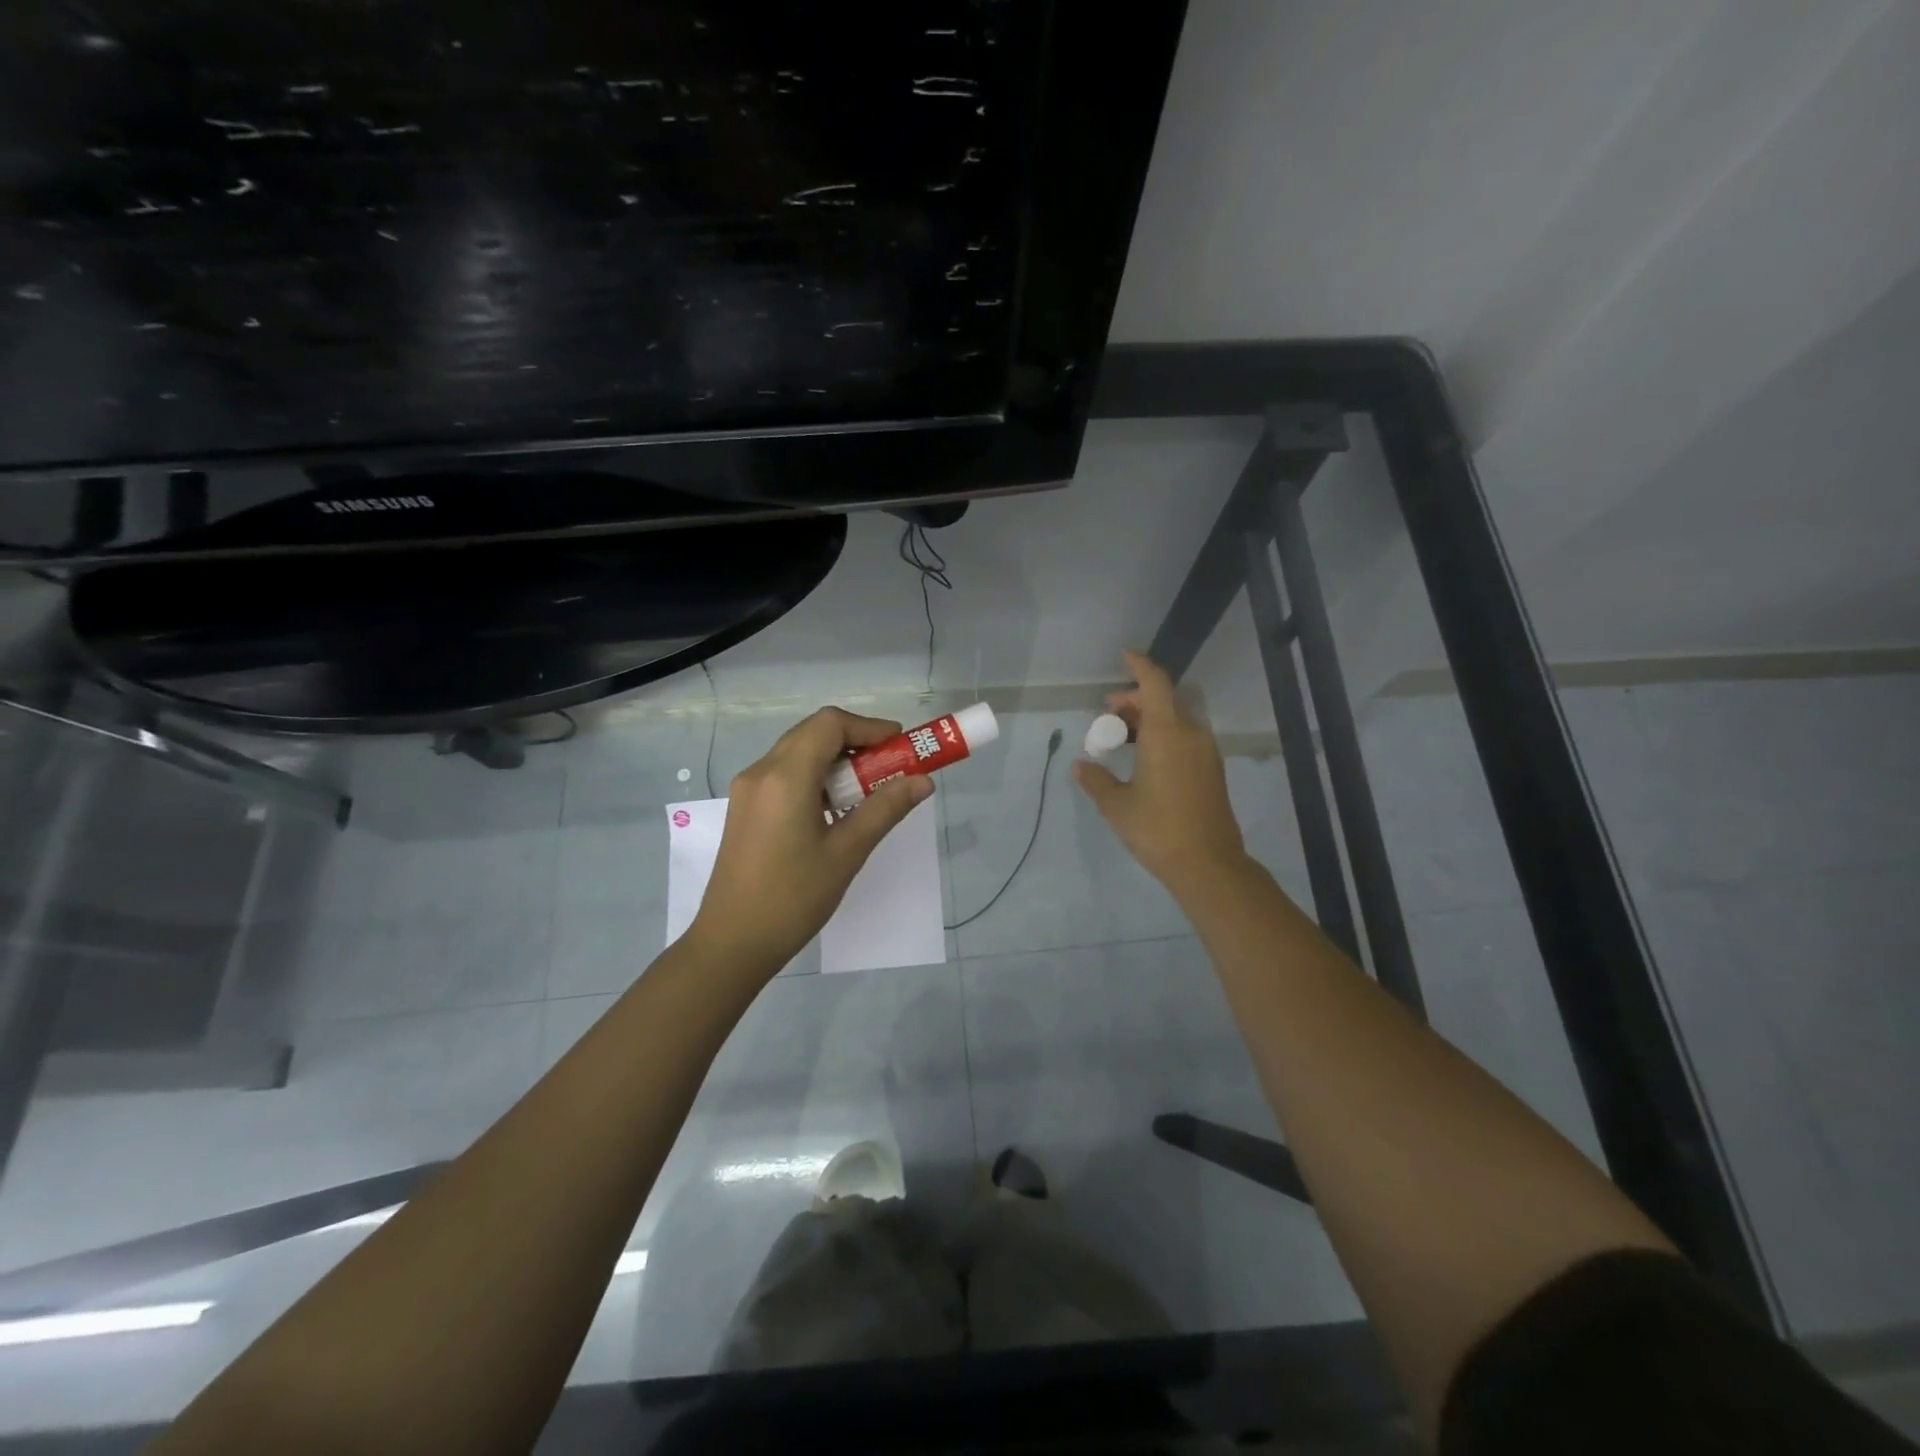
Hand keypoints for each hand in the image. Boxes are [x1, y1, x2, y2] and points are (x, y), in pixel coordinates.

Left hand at [689, 707, 932, 975]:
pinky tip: (834, 809)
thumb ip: (885, 809)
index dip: (869, 727)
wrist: (733, 942)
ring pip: (798, 752)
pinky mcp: (745, 807)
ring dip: (835, 760)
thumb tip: (923, 782)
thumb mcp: (847, 852)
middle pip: (813, 732)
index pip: (830, 724)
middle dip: (856, 742)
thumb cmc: (793, 898)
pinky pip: (784, 773)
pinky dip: (815, 776)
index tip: (900, 747)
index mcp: (785, 776)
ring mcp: (748, 789)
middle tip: (889, 768)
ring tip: (866, 791)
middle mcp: (761, 771)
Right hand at [1074, 651, 1248, 900]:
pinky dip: (1165, 735)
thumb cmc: (1157, 830)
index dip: (1140, 666)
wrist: (1208, 864)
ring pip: (1177, 719)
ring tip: (1124, 738)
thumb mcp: (1116, 806)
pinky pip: (1186, 737)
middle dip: (1136, 700)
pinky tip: (1146, 758)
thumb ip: (1096, 780)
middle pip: (1165, 700)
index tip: (1125, 656)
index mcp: (1167, 734)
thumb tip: (1081, 766)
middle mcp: (1191, 735)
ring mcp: (1206, 752)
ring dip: (1151, 719)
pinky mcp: (1212, 770)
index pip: (1155, 684)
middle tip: (1110, 714)